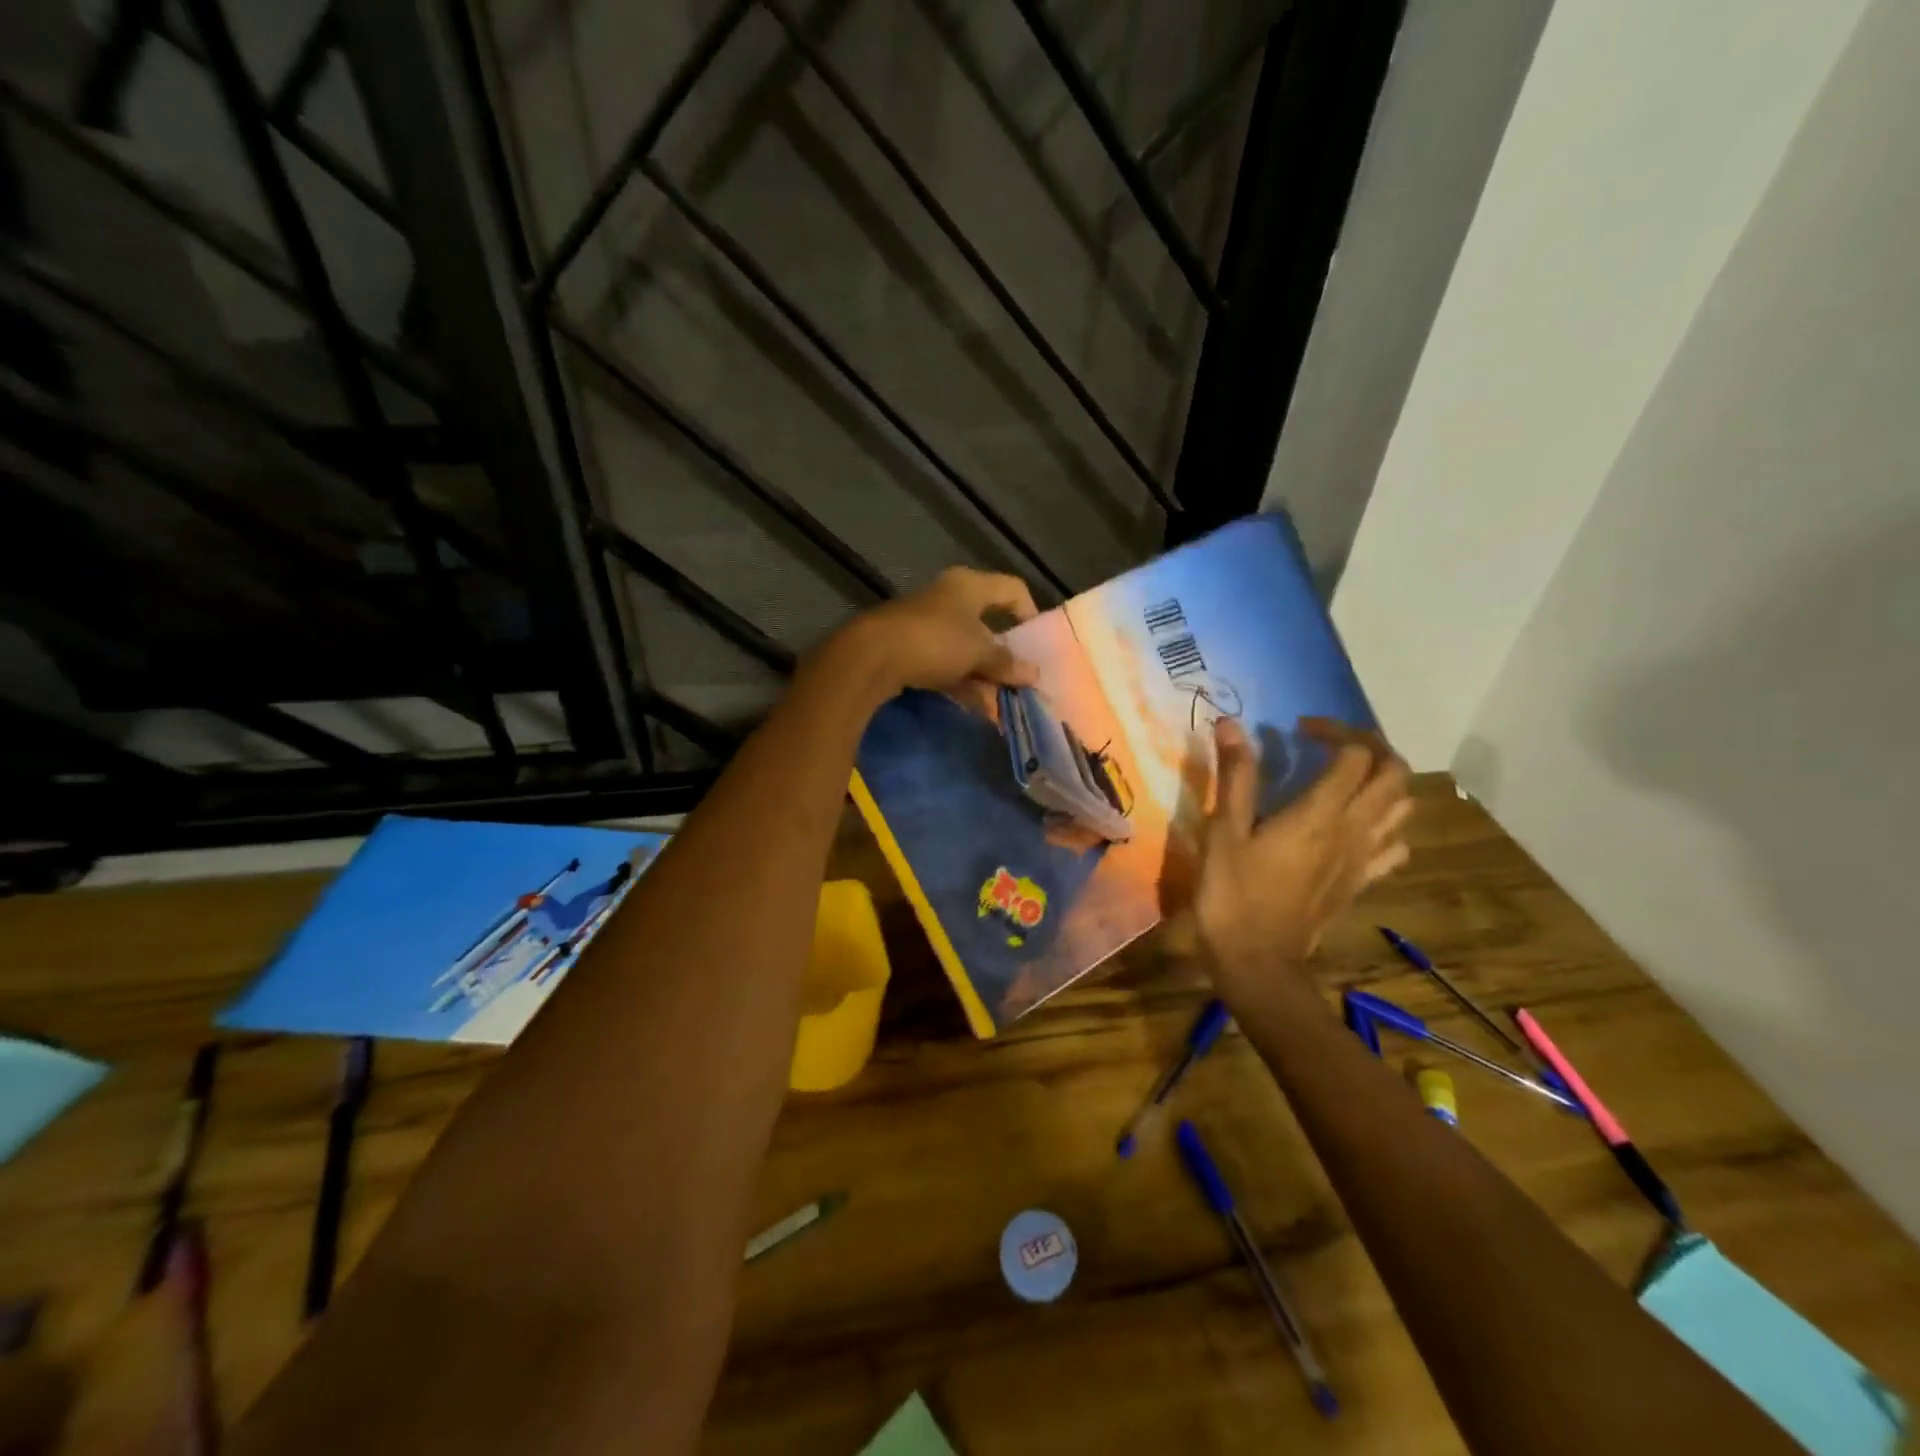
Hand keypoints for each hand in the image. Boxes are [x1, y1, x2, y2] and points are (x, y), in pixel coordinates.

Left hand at [826, 567, 1039, 701]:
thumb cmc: (934, 641)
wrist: (870, 657)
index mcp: (968, 586)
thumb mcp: (978, 652)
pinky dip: (962, 684)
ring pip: (966, 650)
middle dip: (1005, 657)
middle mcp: (948, 599)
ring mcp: (927, 625)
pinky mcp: (910, 649)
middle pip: (987, 625)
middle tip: (1021, 683)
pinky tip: (975, 708)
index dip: (1029, 612)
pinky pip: (945, 666)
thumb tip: (1033, 674)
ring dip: (984, 677)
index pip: (1011, 589)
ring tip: (1001, 706)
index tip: (1037, 644)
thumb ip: (1006, 663)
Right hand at [1194, 716, 1412, 999]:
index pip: (1355, 754)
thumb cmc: (1232, 894)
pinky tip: (1358, 825)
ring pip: (1402, 808)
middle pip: (1393, 775)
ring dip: (1384, 781)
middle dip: (1371, 747)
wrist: (1257, 961)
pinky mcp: (1360, 882)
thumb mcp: (1223, 831)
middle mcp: (1353, 831)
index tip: (1298, 729)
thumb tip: (1230, 725)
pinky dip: (1386, 825)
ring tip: (1348, 776)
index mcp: (1320, 814)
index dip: (1334, 730)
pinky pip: (1394, 846)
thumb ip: (1235, 776)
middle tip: (1332, 743)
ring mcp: (1362, 859)